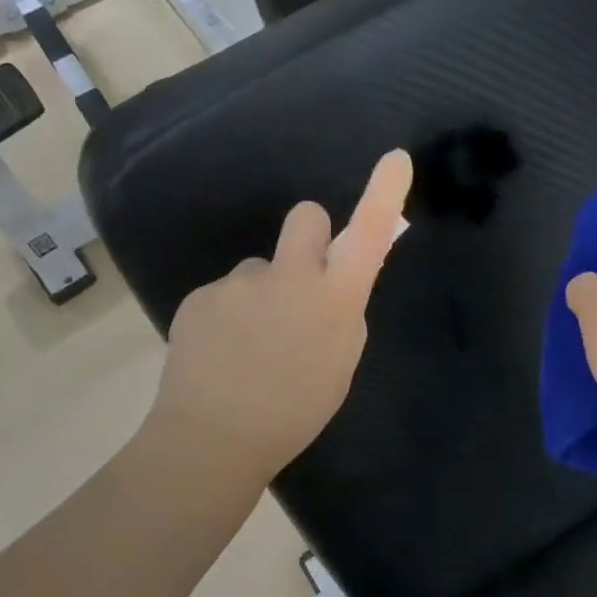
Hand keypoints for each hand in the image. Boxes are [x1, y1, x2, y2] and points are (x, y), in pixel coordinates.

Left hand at [149, 150, 414, 482]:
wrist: (213, 438)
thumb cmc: (293, 413)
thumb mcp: (338, 367)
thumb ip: (341, 317)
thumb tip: (331, 288)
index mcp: (334, 301)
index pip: (368, 236)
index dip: (384, 195)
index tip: (395, 158)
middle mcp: (289, 277)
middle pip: (306, 217)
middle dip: (309, 238)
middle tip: (298, 283)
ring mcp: (240, 283)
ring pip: (260, 270)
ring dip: (261, 295)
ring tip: (249, 347)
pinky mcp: (201, 295)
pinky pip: (225, 294)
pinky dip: (227, 317)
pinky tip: (222, 354)